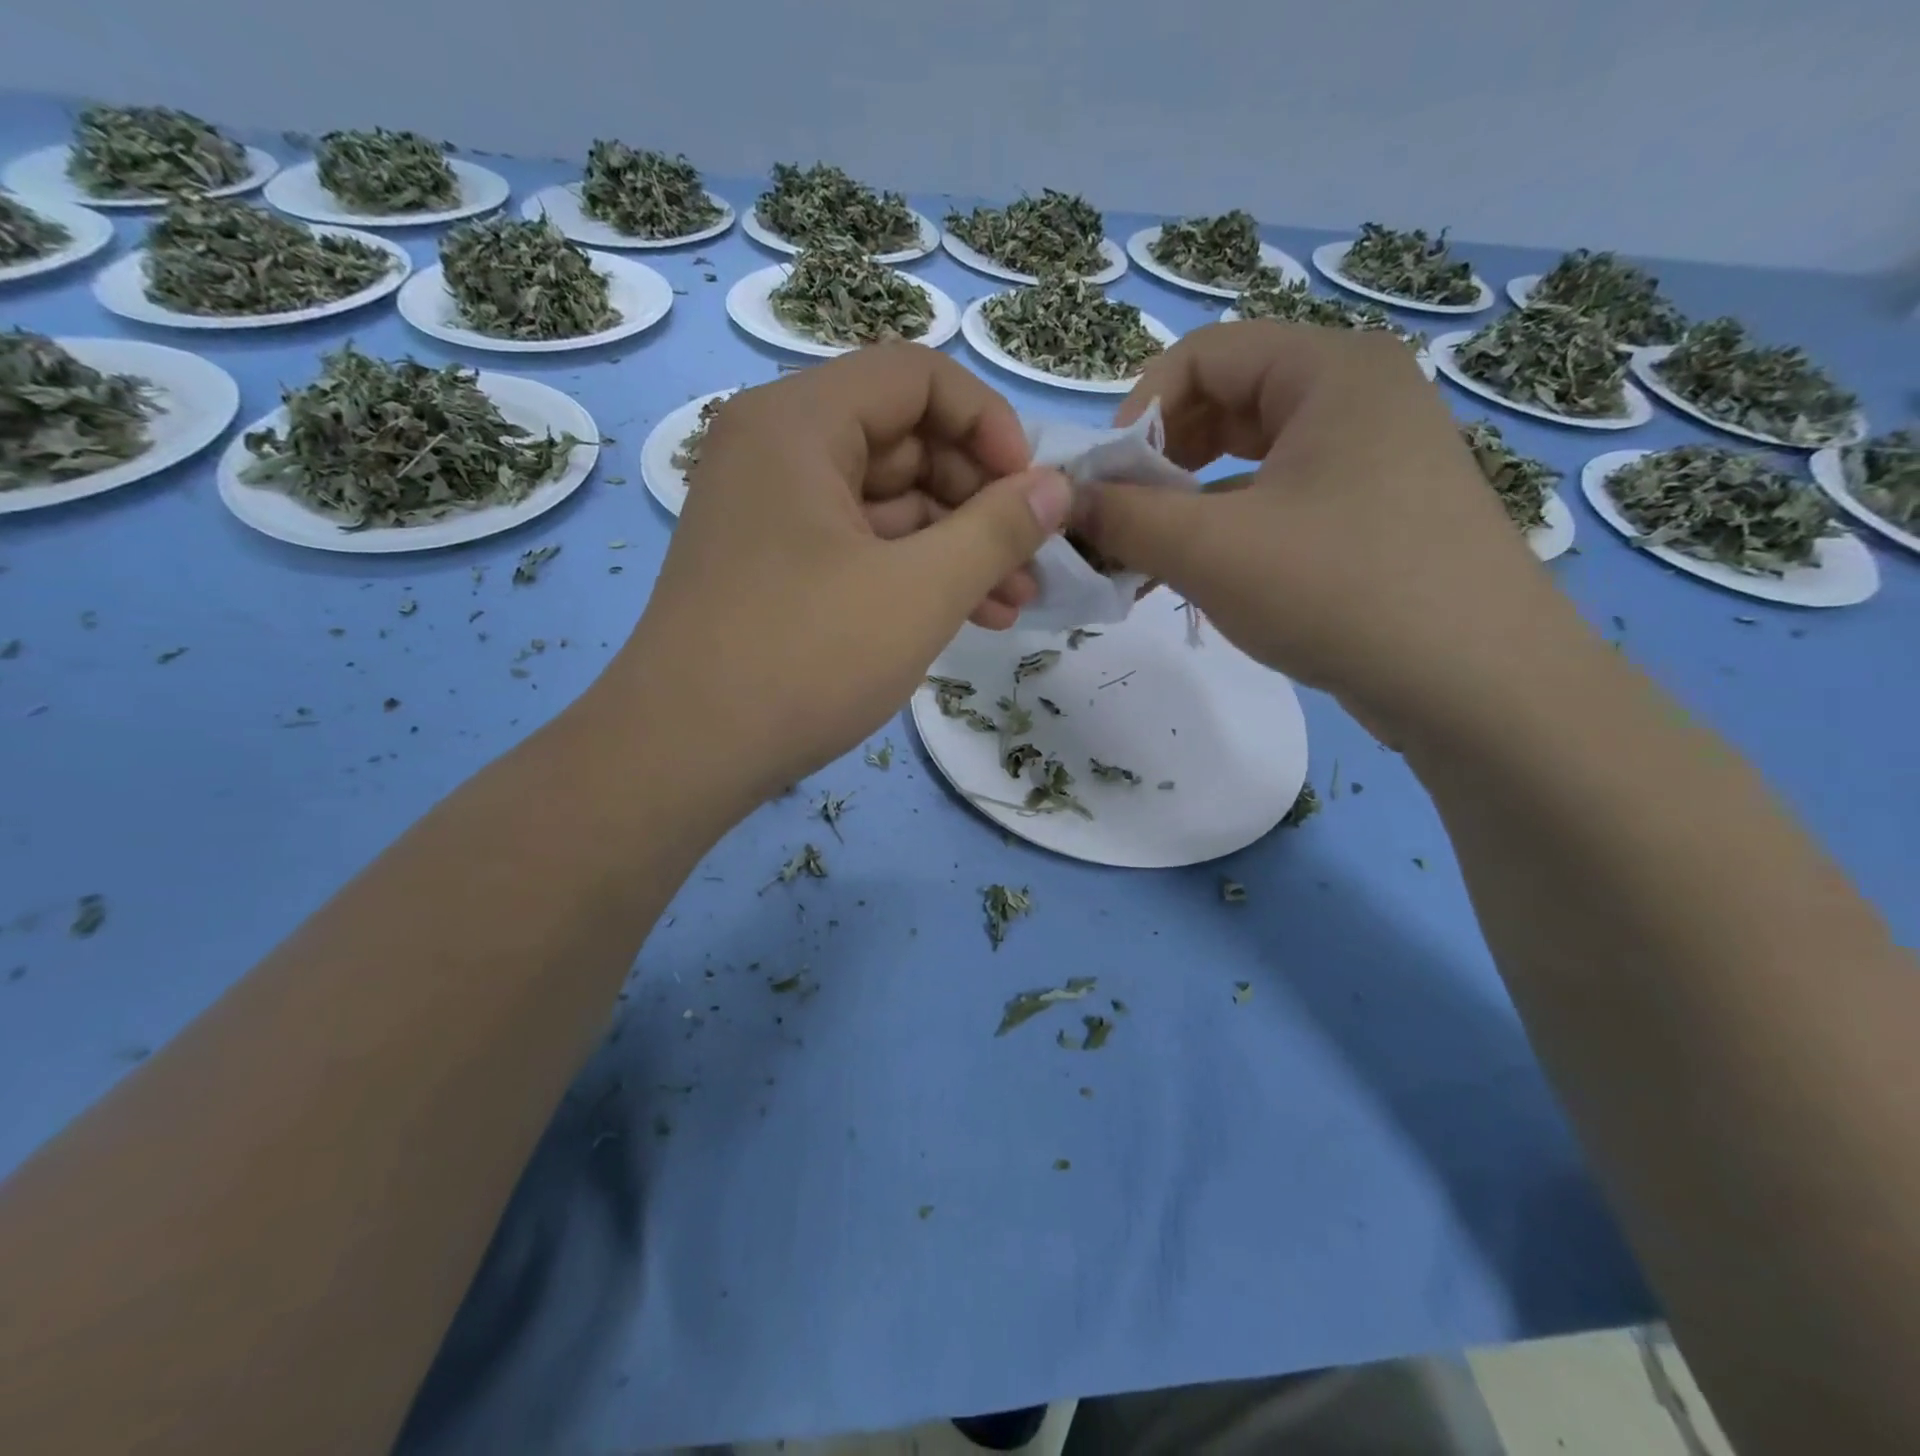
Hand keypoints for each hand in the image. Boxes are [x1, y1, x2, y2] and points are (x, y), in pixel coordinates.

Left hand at [610, 344, 1072, 803]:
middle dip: (980, 501)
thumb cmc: (803, 659)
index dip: (989, 425)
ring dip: (956, 547)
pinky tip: (967, 616)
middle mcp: (777, 450)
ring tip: (1014, 603)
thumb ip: (998, 529)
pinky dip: (912, 573)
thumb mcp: (919, 592)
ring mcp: (772, 512)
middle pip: (905, 441)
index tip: (1032, 491)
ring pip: (888, 503)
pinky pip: (859, 545)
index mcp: (799, 423)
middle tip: (1032, 562)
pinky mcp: (774, 566)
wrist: (684, 755)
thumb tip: (1058, 487)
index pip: (917, 378)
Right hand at [1075, 320, 1582, 734]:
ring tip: (1149, 561)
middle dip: (1159, 465)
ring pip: (1251, 461)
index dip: (1137, 414)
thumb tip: (1062, 502)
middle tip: (1121, 525)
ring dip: (1188, 505)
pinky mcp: (1377, 516)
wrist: (1478, 685)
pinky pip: (1282, 502)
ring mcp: (1375, 459)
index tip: (1103, 485)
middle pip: (1226, 405)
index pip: (1202, 356)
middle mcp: (1359, 397)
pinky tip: (1201, 580)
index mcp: (1330, 370)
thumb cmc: (1340, 589)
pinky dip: (1230, 531)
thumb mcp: (1212, 549)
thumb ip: (1124, 517)